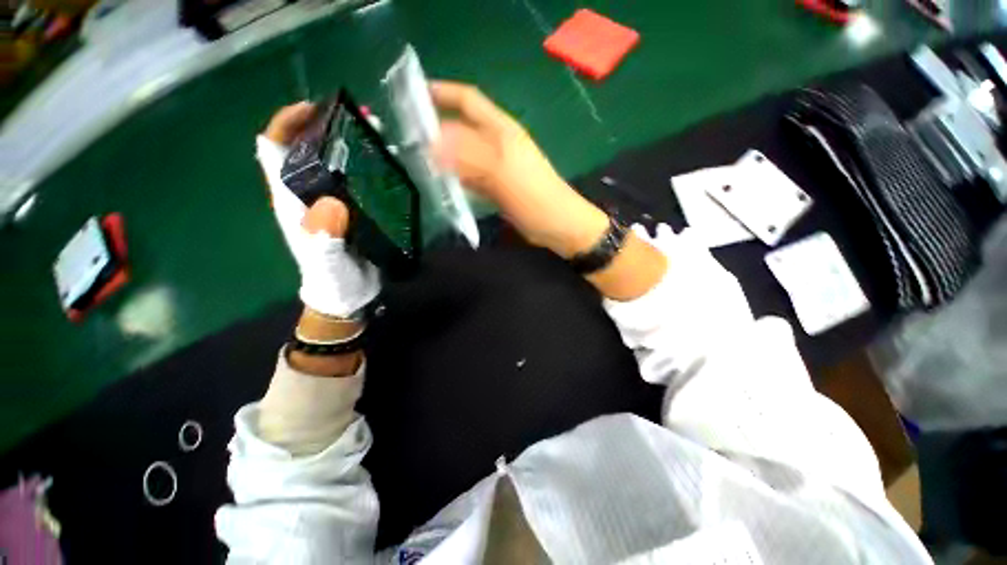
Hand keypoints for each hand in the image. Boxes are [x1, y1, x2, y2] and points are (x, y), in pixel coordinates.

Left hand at [258, 102, 379, 317]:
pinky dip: (373, 168)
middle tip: (362, 119)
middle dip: (331, 127)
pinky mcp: (355, 210)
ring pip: (339, 162)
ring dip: (356, 145)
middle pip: (310, 148)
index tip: (315, 108)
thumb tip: (334, 202)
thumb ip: (324, 234)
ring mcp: (333, 201)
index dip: (287, 123)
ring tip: (381, 137)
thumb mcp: (325, 259)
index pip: (274, 149)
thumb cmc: (331, 278)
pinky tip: (391, 165)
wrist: (348, 294)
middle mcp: (309, 193)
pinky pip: (361, 182)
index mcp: (291, 198)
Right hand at [430, 81, 608, 258]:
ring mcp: (497, 168)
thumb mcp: (502, 172)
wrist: (558, 226)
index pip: (469, 101)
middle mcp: (498, 145)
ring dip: (445, 158)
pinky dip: (457, 180)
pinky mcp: (497, 188)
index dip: (444, 93)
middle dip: (438, 130)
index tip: (414, 95)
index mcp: (502, 131)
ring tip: (419, 163)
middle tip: (409, 139)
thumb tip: (432, 145)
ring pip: (465, 156)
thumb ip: (468, 156)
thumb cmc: (535, 196)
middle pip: (463, 129)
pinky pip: (471, 179)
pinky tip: (443, 186)